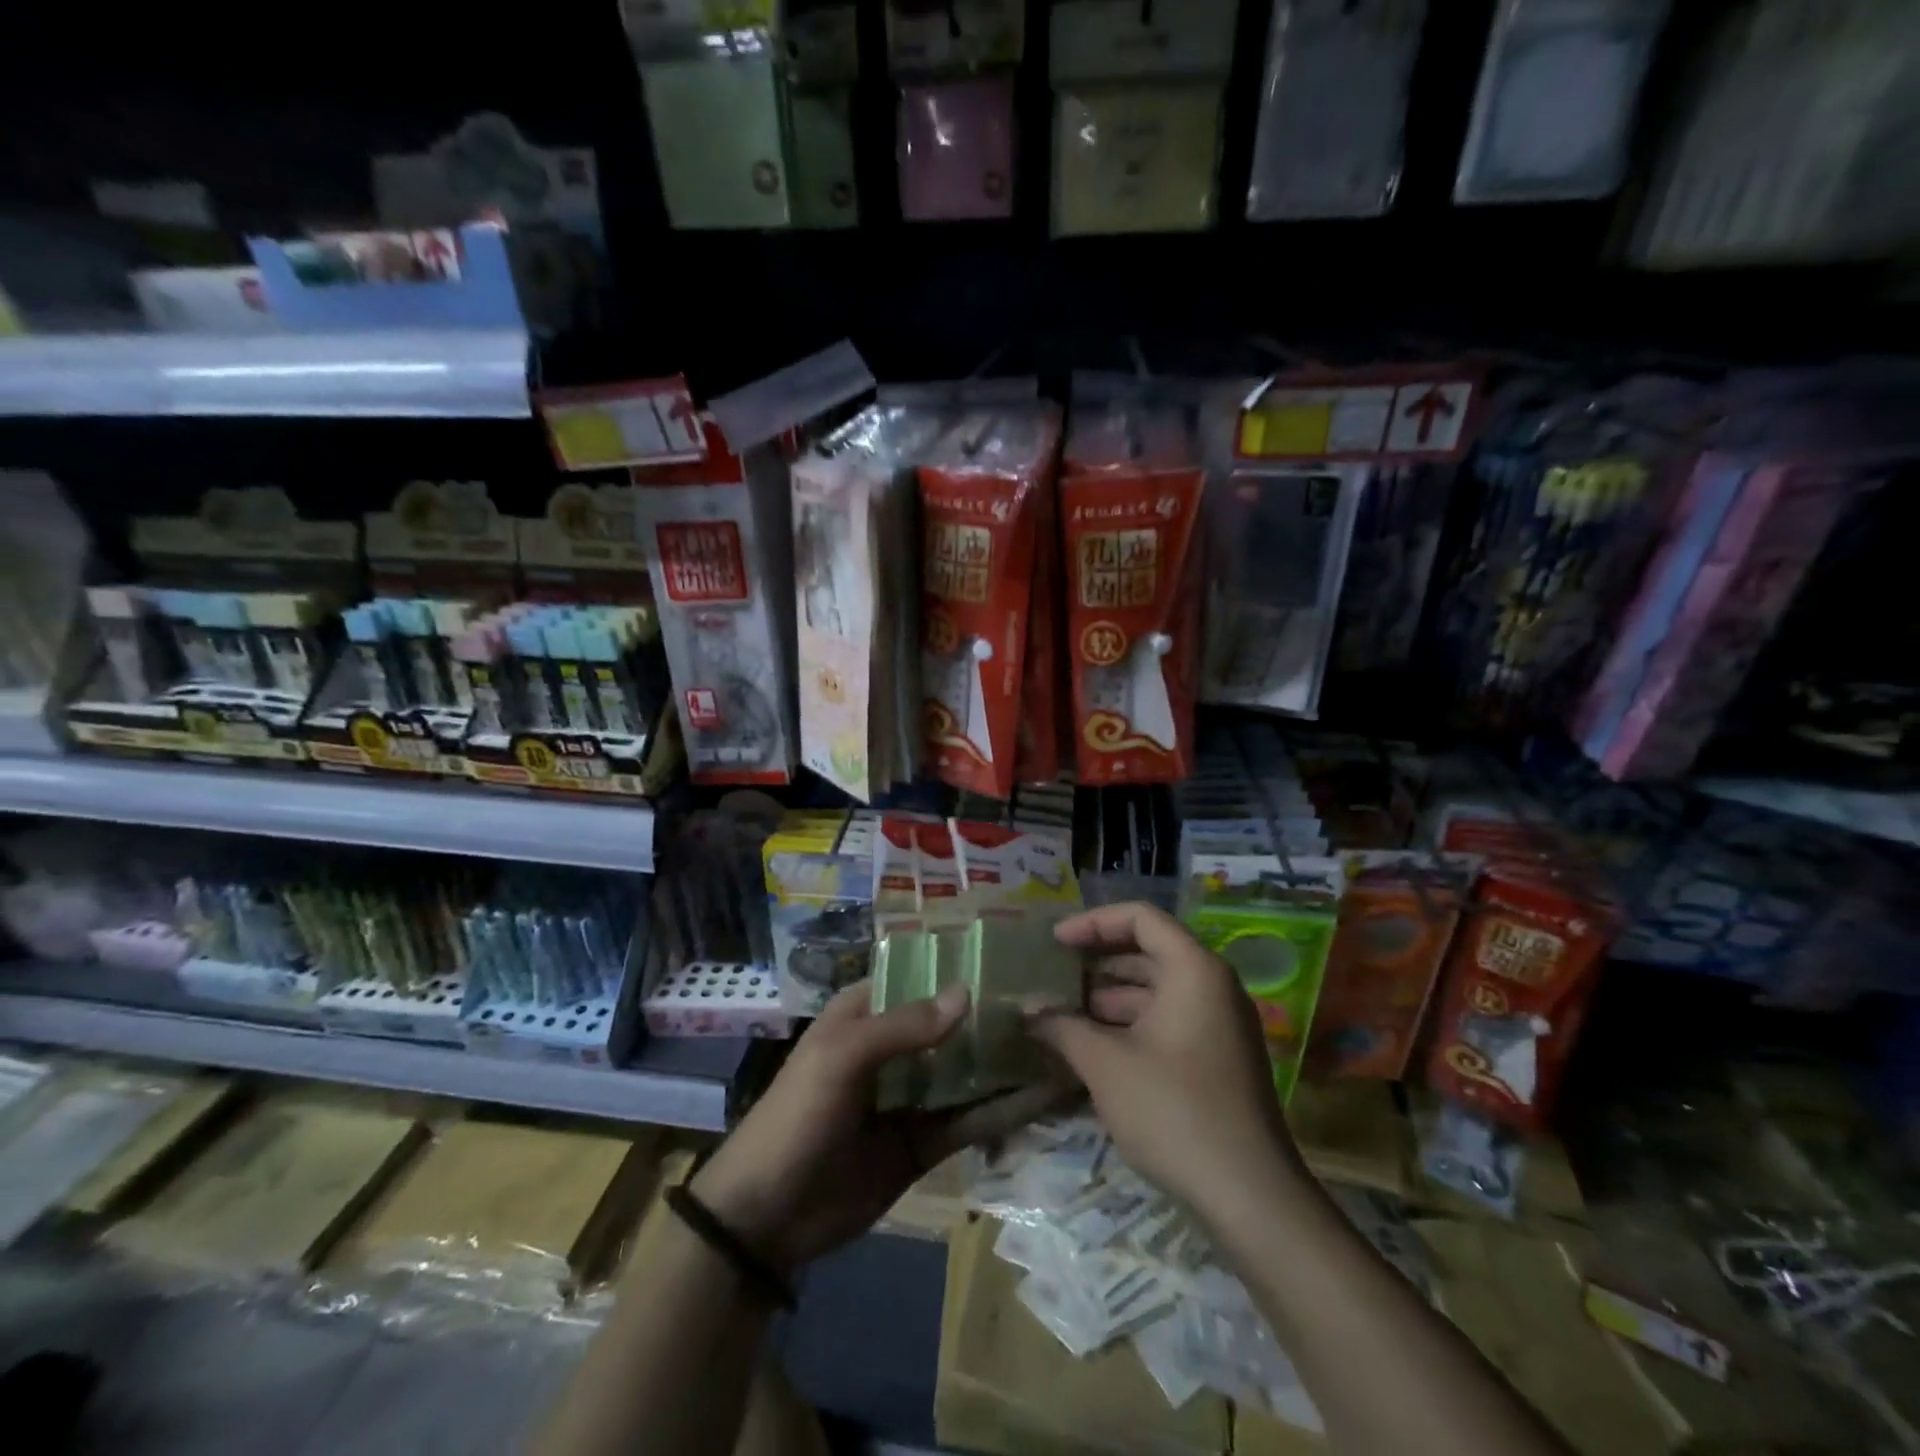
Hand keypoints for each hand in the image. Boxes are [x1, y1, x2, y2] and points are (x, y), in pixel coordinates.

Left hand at [693, 980, 1073, 1272]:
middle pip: (951, 1024)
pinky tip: (1042, 1099)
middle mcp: (894, 1048)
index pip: (920, 976)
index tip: (1015, 956)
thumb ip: (903, 1026)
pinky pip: (968, 1121)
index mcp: (867, 1013)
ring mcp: (911, 1096)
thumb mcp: (841, 1058)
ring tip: (1062, 1045)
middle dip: (993, 1015)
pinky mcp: (924, 1143)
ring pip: (966, 1071)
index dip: (960, 966)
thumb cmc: (797, 1116)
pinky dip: (1001, 1111)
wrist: (765, 1219)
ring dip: (1004, 1062)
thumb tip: (967, 992)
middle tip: (1055, 1002)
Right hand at [1028, 902, 1306, 1216]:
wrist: (1248, 1196)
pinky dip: (1130, 1023)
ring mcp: (1219, 1023)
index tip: (1054, 942)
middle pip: (1148, 950)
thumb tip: (1028, 1012)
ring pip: (1156, 989)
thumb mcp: (1106, 1064)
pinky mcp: (1217, 1057)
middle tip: (1052, 974)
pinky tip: (1093, 1045)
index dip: (1093, 922)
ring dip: (1109, 996)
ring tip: (1062, 1011)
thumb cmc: (1173, 1111)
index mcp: (1194, 970)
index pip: (1140, 918)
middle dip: (1097, 960)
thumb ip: (1062, 1027)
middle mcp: (1212, 985)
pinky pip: (1168, 1019)